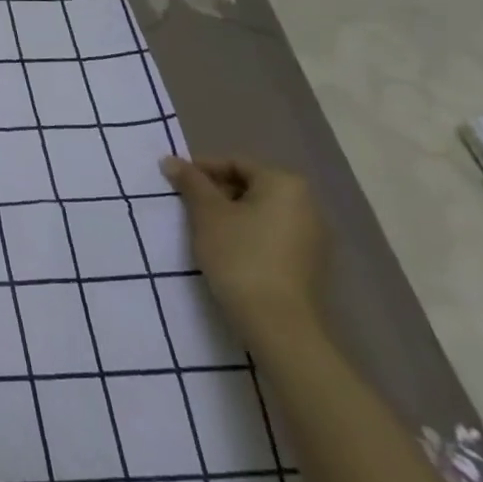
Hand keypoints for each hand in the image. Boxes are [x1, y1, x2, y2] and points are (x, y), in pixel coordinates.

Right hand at [160, 156, 324, 346]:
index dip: (200, 170)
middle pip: (250, 185)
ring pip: (259, 211)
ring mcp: (312, 236)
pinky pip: (270, 234)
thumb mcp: (206, 213)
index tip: (175, 183)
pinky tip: (225, 250)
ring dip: (229, 214)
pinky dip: (246, 234)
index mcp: (285, 184)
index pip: (235, 164)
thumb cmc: (239, 255)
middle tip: (186, 206)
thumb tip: (170, 160)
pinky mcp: (308, 262)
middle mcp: (307, 204)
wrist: (277, 321)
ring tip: (201, 229)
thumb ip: (190, 182)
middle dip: (215, 192)